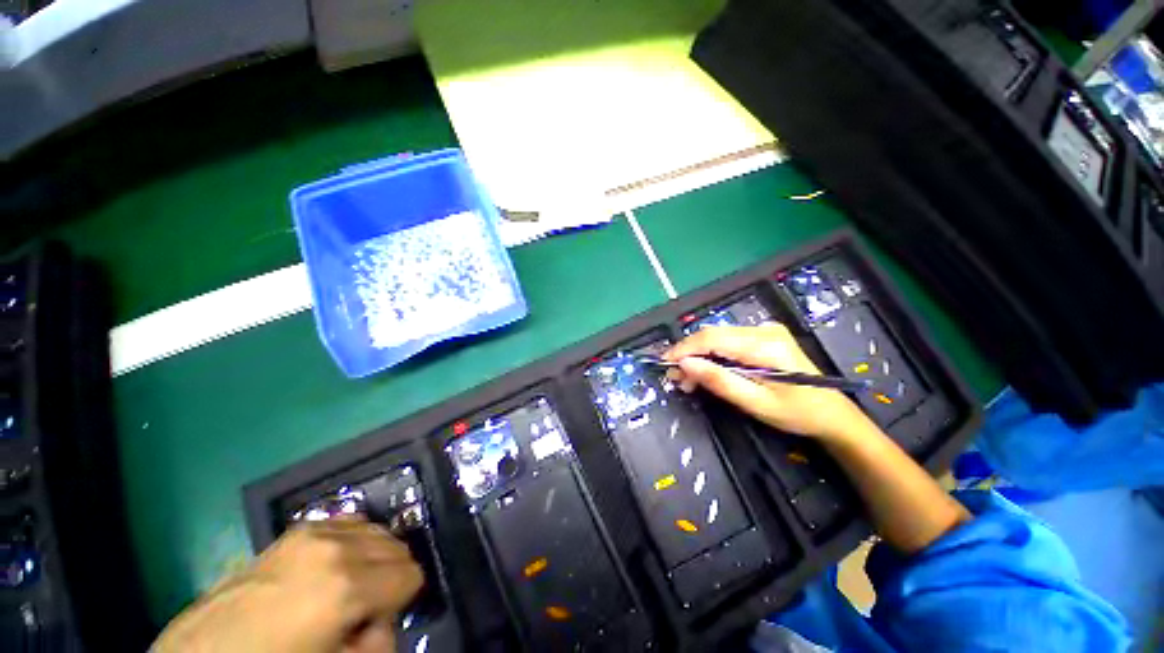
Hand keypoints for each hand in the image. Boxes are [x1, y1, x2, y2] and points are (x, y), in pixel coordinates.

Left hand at [153, 518, 422, 652]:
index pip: (412, 574)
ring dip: (375, 556)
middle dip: (392, 575)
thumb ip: (379, 643)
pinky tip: (336, 564)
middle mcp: (337, 549)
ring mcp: (315, 533)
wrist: (204, 651)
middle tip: (367, 607)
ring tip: (351, 585)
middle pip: (397, 547)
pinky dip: (355, 540)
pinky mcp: (298, 529)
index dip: (405, 598)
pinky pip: (349, 522)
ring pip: (377, 530)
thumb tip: (386, 619)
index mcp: (347, 587)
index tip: (384, 617)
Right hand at [664, 324, 873, 441]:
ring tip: (689, 379)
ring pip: (717, 337)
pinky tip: (706, 370)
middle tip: (675, 377)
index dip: (684, 349)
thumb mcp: (755, 402)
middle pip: (712, 335)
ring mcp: (764, 330)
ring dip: (699, 356)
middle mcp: (763, 330)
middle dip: (689, 354)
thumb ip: (719, 380)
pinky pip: (727, 340)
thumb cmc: (796, 413)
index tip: (665, 363)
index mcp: (765, 345)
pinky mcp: (763, 336)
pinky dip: (712, 355)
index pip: (712, 338)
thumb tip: (685, 364)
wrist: (832, 413)